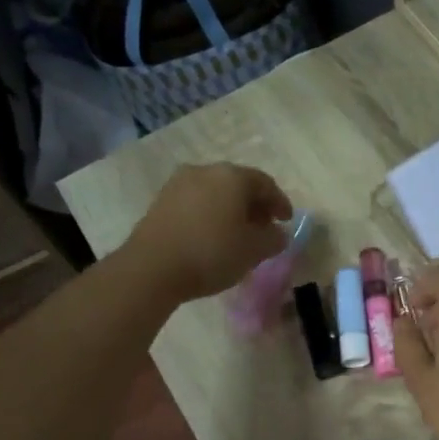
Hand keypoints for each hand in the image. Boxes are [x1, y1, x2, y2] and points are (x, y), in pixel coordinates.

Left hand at [125, 163, 291, 302]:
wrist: (152, 268)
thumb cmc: (211, 253)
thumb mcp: (254, 250)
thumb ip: (273, 239)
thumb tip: (278, 233)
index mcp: (232, 177)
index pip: (265, 184)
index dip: (280, 202)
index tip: (287, 221)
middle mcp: (205, 171)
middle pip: (238, 184)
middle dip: (255, 205)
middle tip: (265, 227)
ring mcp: (179, 184)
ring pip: (215, 192)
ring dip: (231, 210)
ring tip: (239, 234)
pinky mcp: (161, 201)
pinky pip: (196, 202)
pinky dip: (211, 214)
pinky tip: (213, 236)